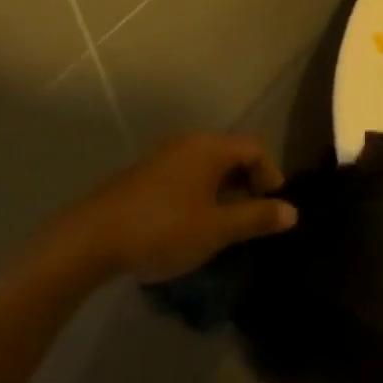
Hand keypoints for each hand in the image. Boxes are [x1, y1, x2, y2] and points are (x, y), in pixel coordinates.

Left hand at [54, 134, 294, 282]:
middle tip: (252, 221)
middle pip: (233, 155)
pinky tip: (193, 228)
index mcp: (210, 148)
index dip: (271, 177)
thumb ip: (257, 218)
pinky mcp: (146, 177)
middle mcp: (189, 144)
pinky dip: (201, 197)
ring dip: (224, 194)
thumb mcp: (217, 228)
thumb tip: (292, 211)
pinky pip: (187, 178)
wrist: (91, 239)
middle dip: (249, 186)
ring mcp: (164, 158)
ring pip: (209, 169)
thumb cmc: (163, 228)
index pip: (256, 149)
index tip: (271, 211)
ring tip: (225, 229)